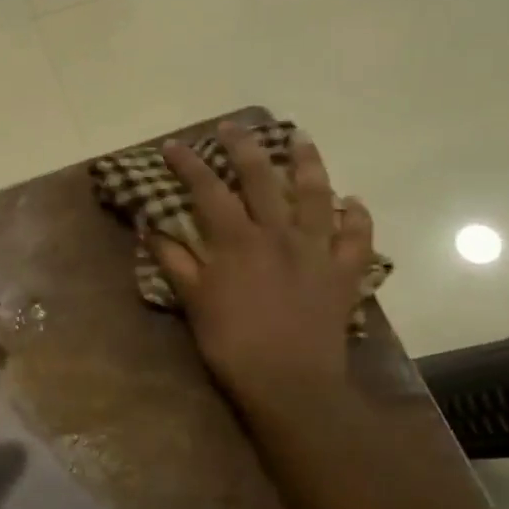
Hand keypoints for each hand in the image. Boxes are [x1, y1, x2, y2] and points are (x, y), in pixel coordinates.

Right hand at [149, 122, 377, 409]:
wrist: (289, 382)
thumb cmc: (232, 344)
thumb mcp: (193, 302)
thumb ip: (174, 261)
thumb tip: (151, 227)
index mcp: (236, 241)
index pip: (208, 190)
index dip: (188, 165)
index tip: (173, 146)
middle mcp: (278, 234)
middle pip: (262, 178)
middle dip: (244, 147)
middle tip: (234, 126)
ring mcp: (316, 250)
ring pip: (316, 195)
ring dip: (308, 163)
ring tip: (301, 139)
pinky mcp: (344, 272)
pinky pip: (357, 237)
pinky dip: (357, 216)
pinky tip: (352, 202)